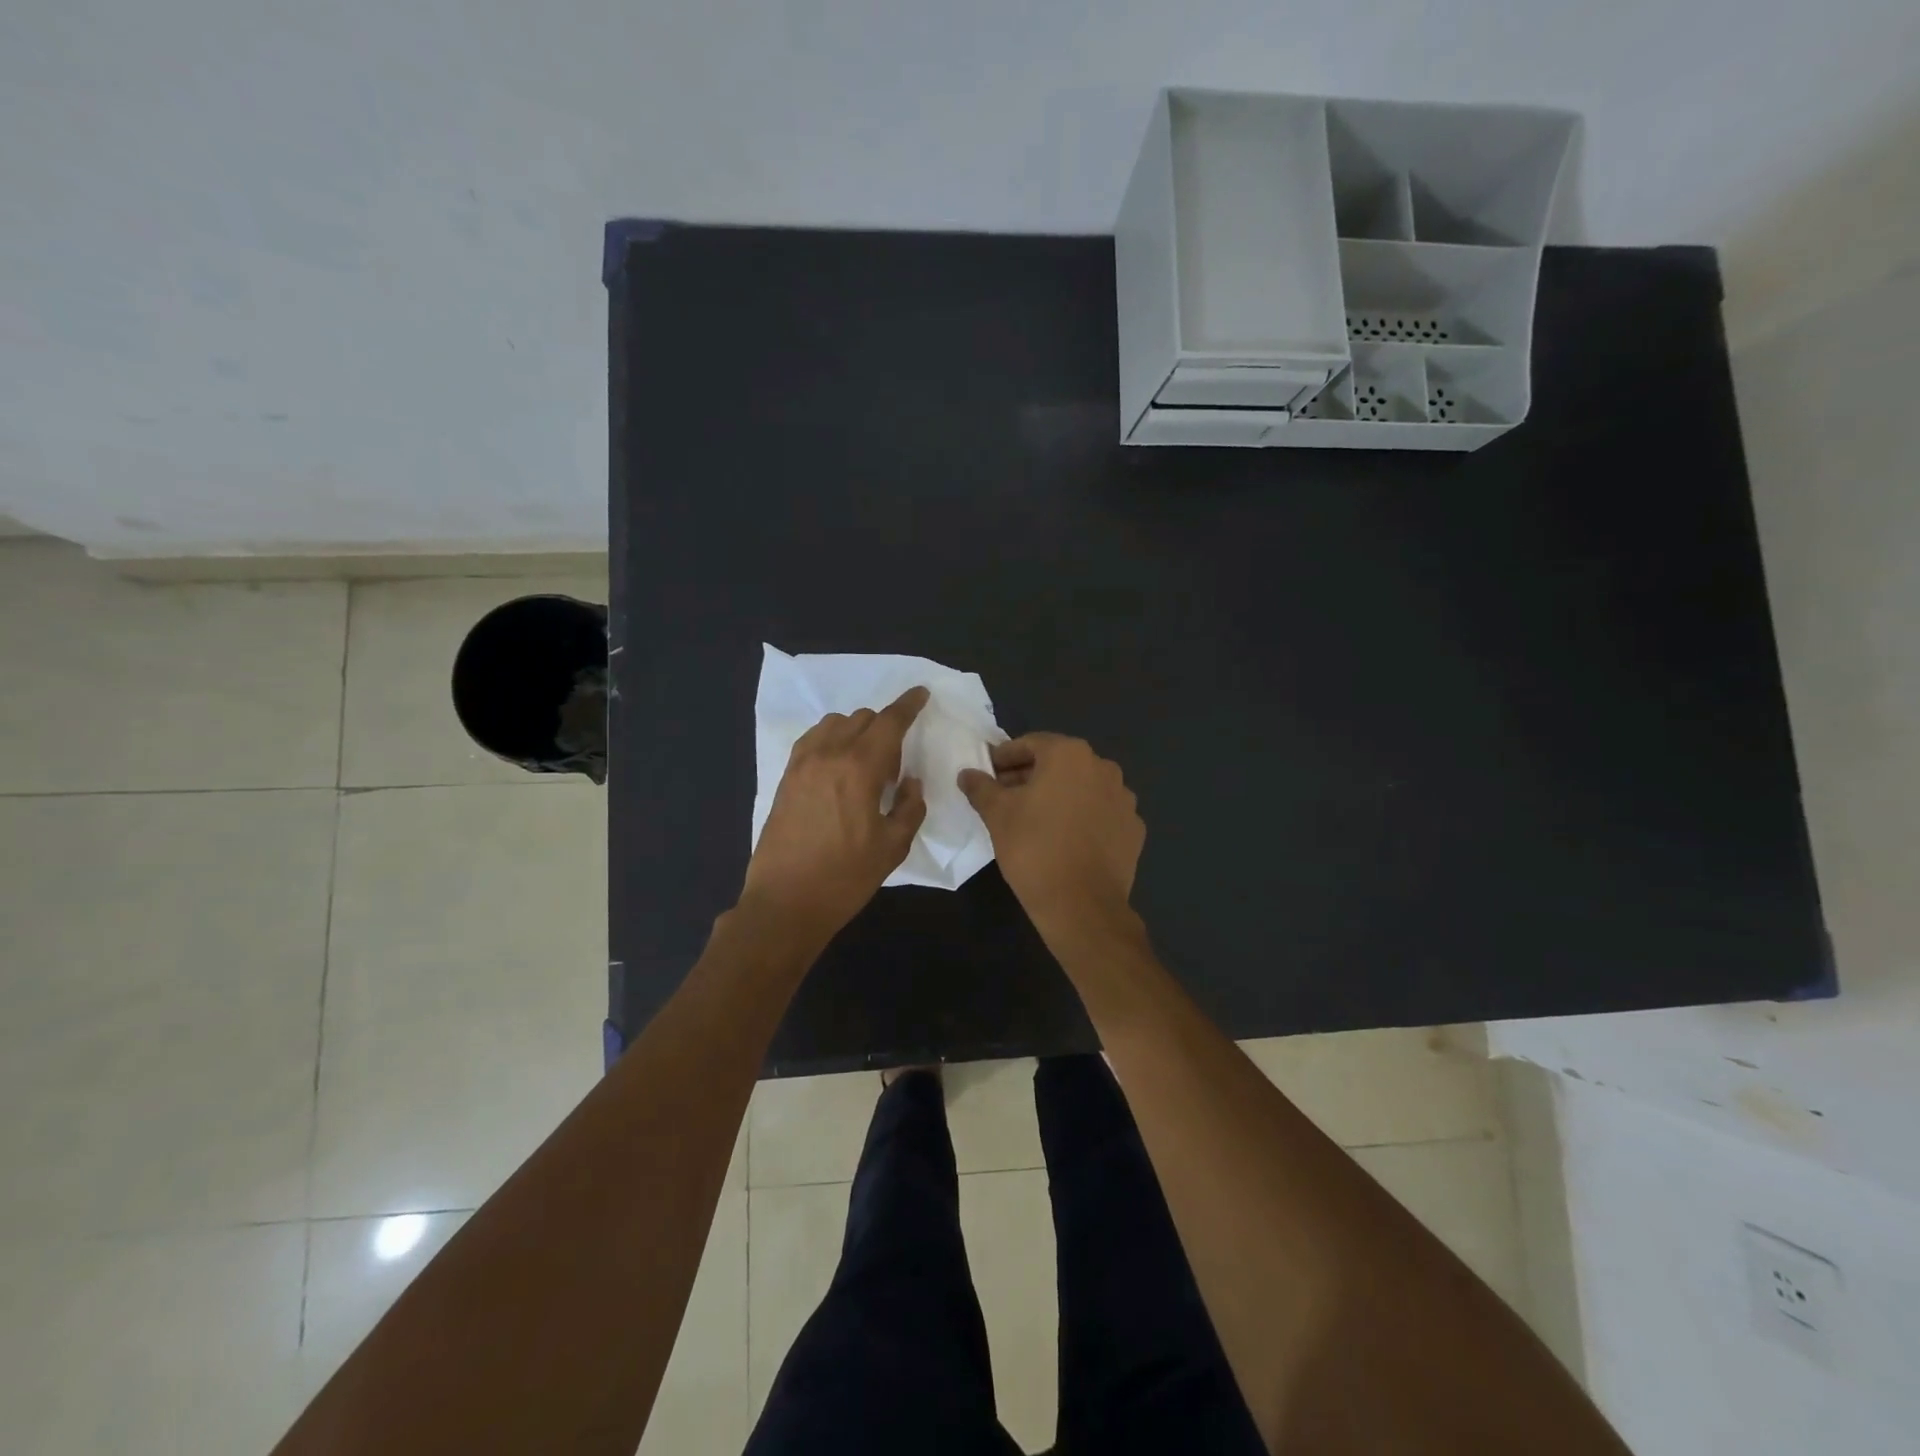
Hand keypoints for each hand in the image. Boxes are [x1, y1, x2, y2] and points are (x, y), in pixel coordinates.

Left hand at [741, 686, 929, 942]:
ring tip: (865, 765)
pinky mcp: (786, 777)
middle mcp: (829, 754)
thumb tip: (911, 783)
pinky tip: (838, 767)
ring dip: (857, 731)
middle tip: (894, 766)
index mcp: (859, 767)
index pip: (889, 722)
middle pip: (863, 718)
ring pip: (835, 724)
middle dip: (885, 727)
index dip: (908, 705)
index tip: (921, 694)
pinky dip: (832, 740)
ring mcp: (802, 763)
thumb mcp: (892, 847)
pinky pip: (813, 739)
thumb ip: (909, 807)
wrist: (785, 902)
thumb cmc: (845, 877)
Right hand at [958, 734, 1144, 934]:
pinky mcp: (1133, 829)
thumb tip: (967, 774)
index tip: (988, 773)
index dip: (1004, 757)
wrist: (1082, 905)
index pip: (1030, 744)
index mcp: (1070, 755)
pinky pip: (1101, 813)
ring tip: (1035, 819)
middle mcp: (1103, 768)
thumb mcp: (997, 815)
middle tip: (1005, 796)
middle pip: (1059, 764)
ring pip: (1082, 788)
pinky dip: (1082, 818)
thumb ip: (981, 788)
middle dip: (1030, 776)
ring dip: (1059, 796)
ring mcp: (1124, 799)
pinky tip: (1065, 839)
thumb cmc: (1034, 849)